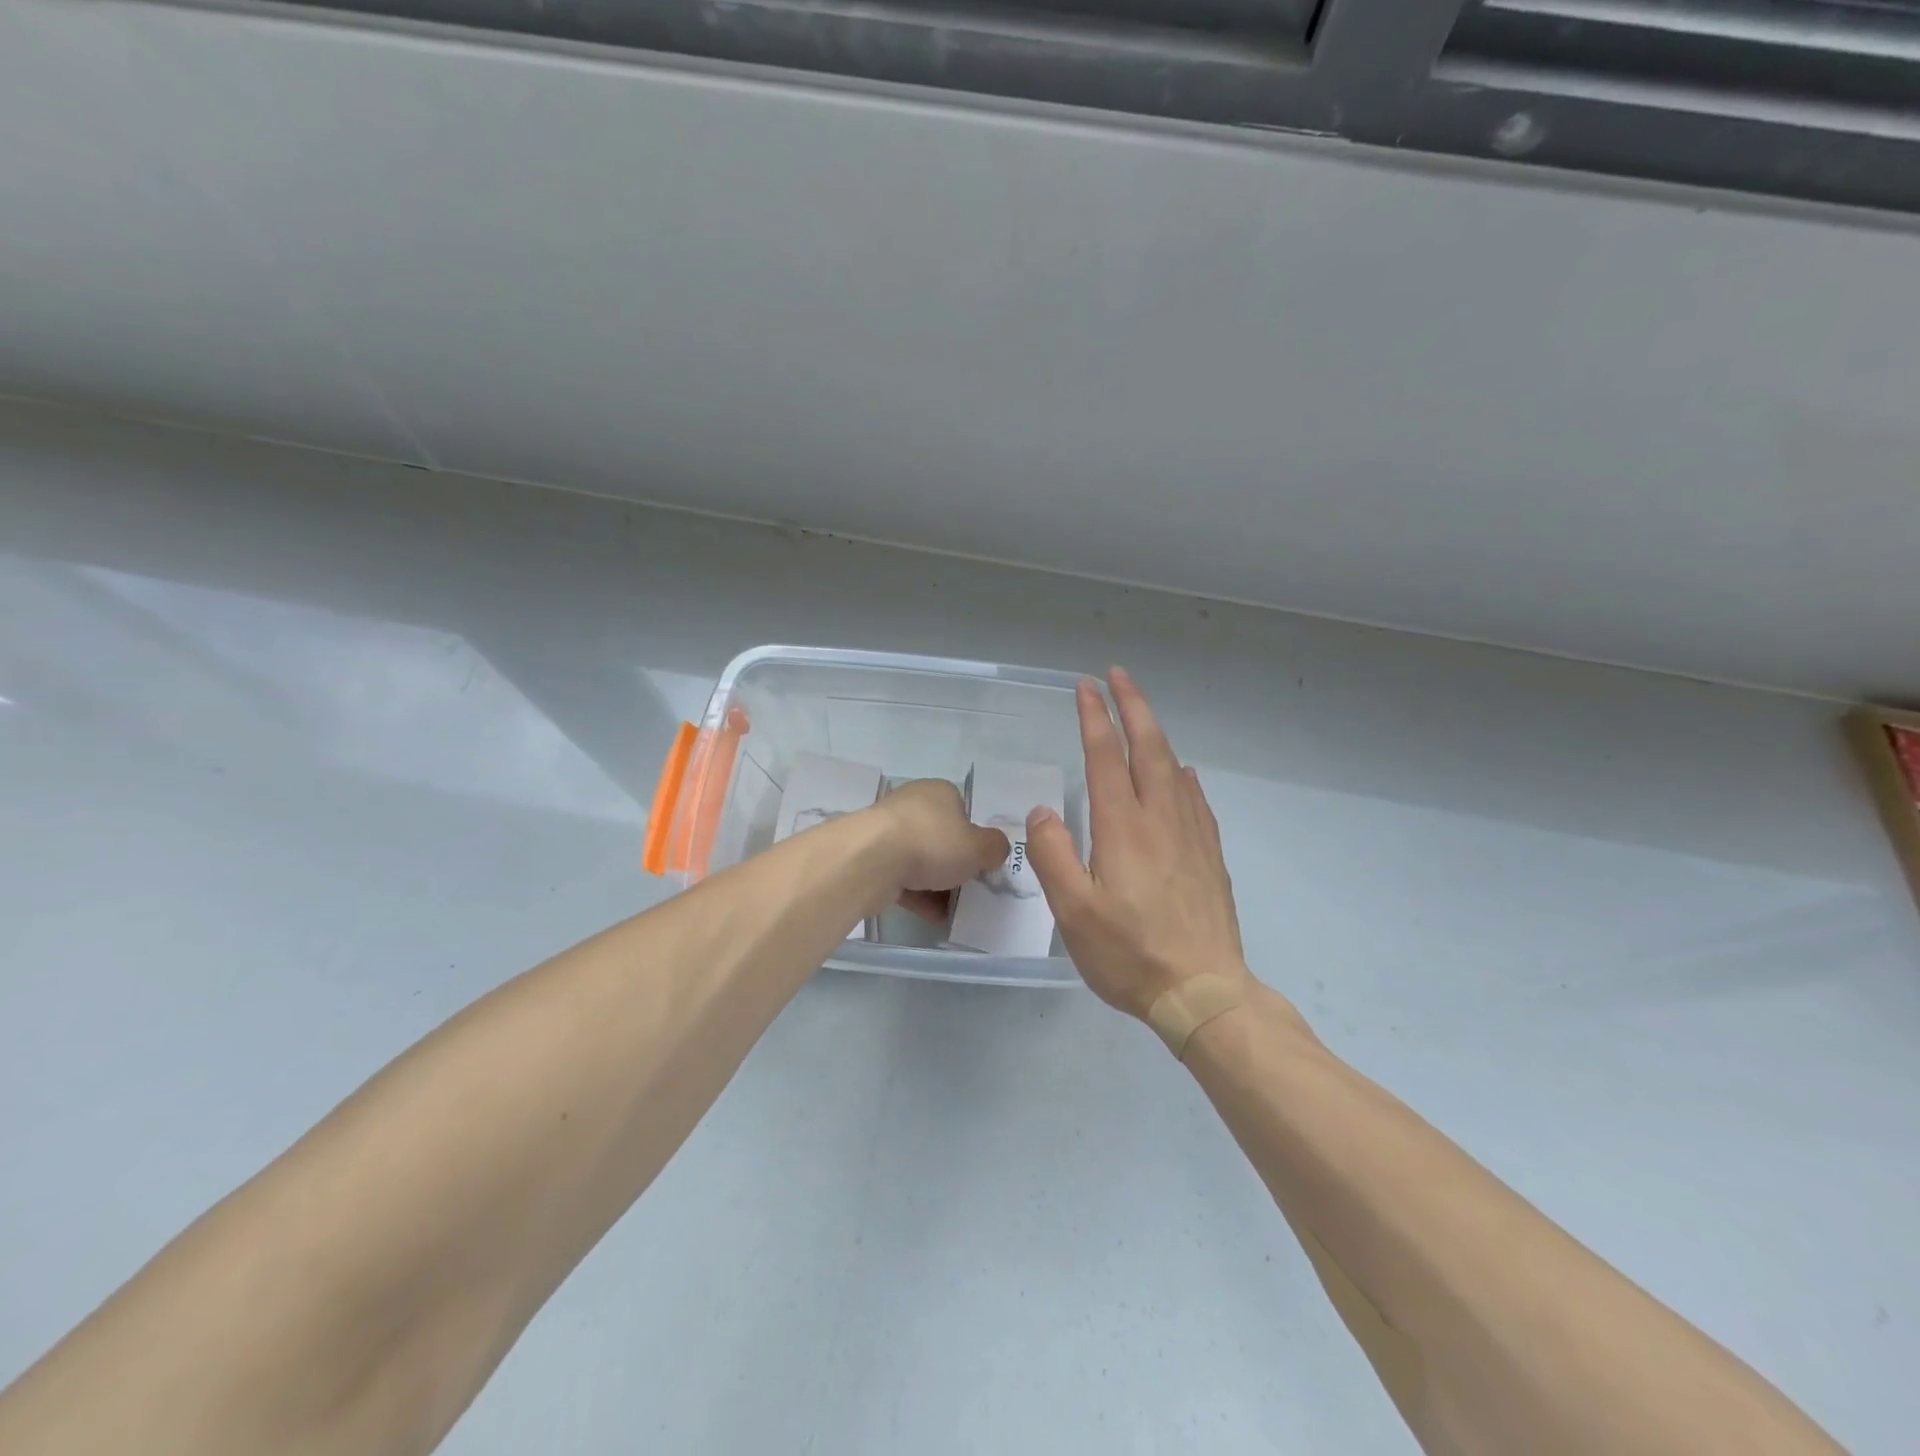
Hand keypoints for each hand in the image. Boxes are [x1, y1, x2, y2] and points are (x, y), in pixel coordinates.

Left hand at [871, 779, 1011, 921]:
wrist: (872, 859)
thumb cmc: (933, 843)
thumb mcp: (980, 847)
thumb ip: (995, 847)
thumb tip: (995, 849)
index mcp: (939, 791)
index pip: (963, 811)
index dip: (975, 838)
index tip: (981, 863)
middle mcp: (912, 804)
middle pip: (941, 837)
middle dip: (954, 864)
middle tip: (968, 887)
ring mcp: (888, 830)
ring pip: (920, 859)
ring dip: (936, 884)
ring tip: (953, 909)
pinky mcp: (872, 857)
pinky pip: (902, 877)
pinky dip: (917, 895)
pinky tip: (933, 916)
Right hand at [1026, 668, 1249, 1018]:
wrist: (1205, 993)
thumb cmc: (1131, 955)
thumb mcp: (1074, 913)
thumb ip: (1054, 856)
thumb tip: (1044, 811)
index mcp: (1123, 828)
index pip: (1107, 756)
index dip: (1095, 717)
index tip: (1085, 686)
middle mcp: (1161, 819)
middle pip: (1149, 747)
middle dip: (1133, 706)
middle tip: (1117, 675)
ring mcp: (1191, 835)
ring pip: (1175, 768)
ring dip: (1156, 733)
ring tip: (1142, 716)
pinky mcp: (1210, 856)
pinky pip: (1196, 799)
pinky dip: (1184, 774)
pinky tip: (1183, 774)